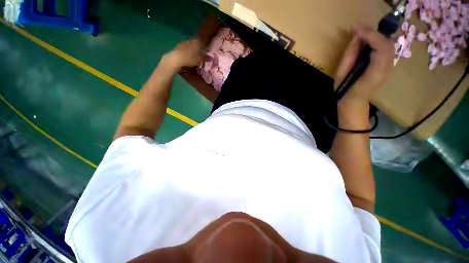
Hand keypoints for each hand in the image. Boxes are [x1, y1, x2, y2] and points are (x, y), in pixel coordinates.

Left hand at [163, 39, 207, 69]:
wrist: (176, 59)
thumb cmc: (190, 58)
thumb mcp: (199, 59)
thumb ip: (206, 58)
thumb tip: (212, 58)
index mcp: (196, 42)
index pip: (201, 41)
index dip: (204, 44)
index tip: (205, 47)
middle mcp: (189, 40)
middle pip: (195, 42)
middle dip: (197, 46)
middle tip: (200, 51)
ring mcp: (183, 43)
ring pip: (189, 44)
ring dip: (191, 48)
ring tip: (193, 53)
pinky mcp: (177, 47)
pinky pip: (184, 47)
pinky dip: (186, 50)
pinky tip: (186, 54)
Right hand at [335, 25, 393, 104]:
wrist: (354, 102)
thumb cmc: (345, 91)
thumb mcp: (341, 75)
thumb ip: (350, 56)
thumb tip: (356, 37)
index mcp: (376, 72)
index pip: (381, 47)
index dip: (370, 35)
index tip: (356, 28)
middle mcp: (387, 68)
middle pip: (387, 43)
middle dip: (373, 33)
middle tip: (357, 29)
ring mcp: (389, 67)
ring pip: (388, 45)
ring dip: (375, 36)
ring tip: (361, 33)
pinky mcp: (386, 65)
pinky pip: (385, 49)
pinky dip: (377, 41)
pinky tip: (366, 41)